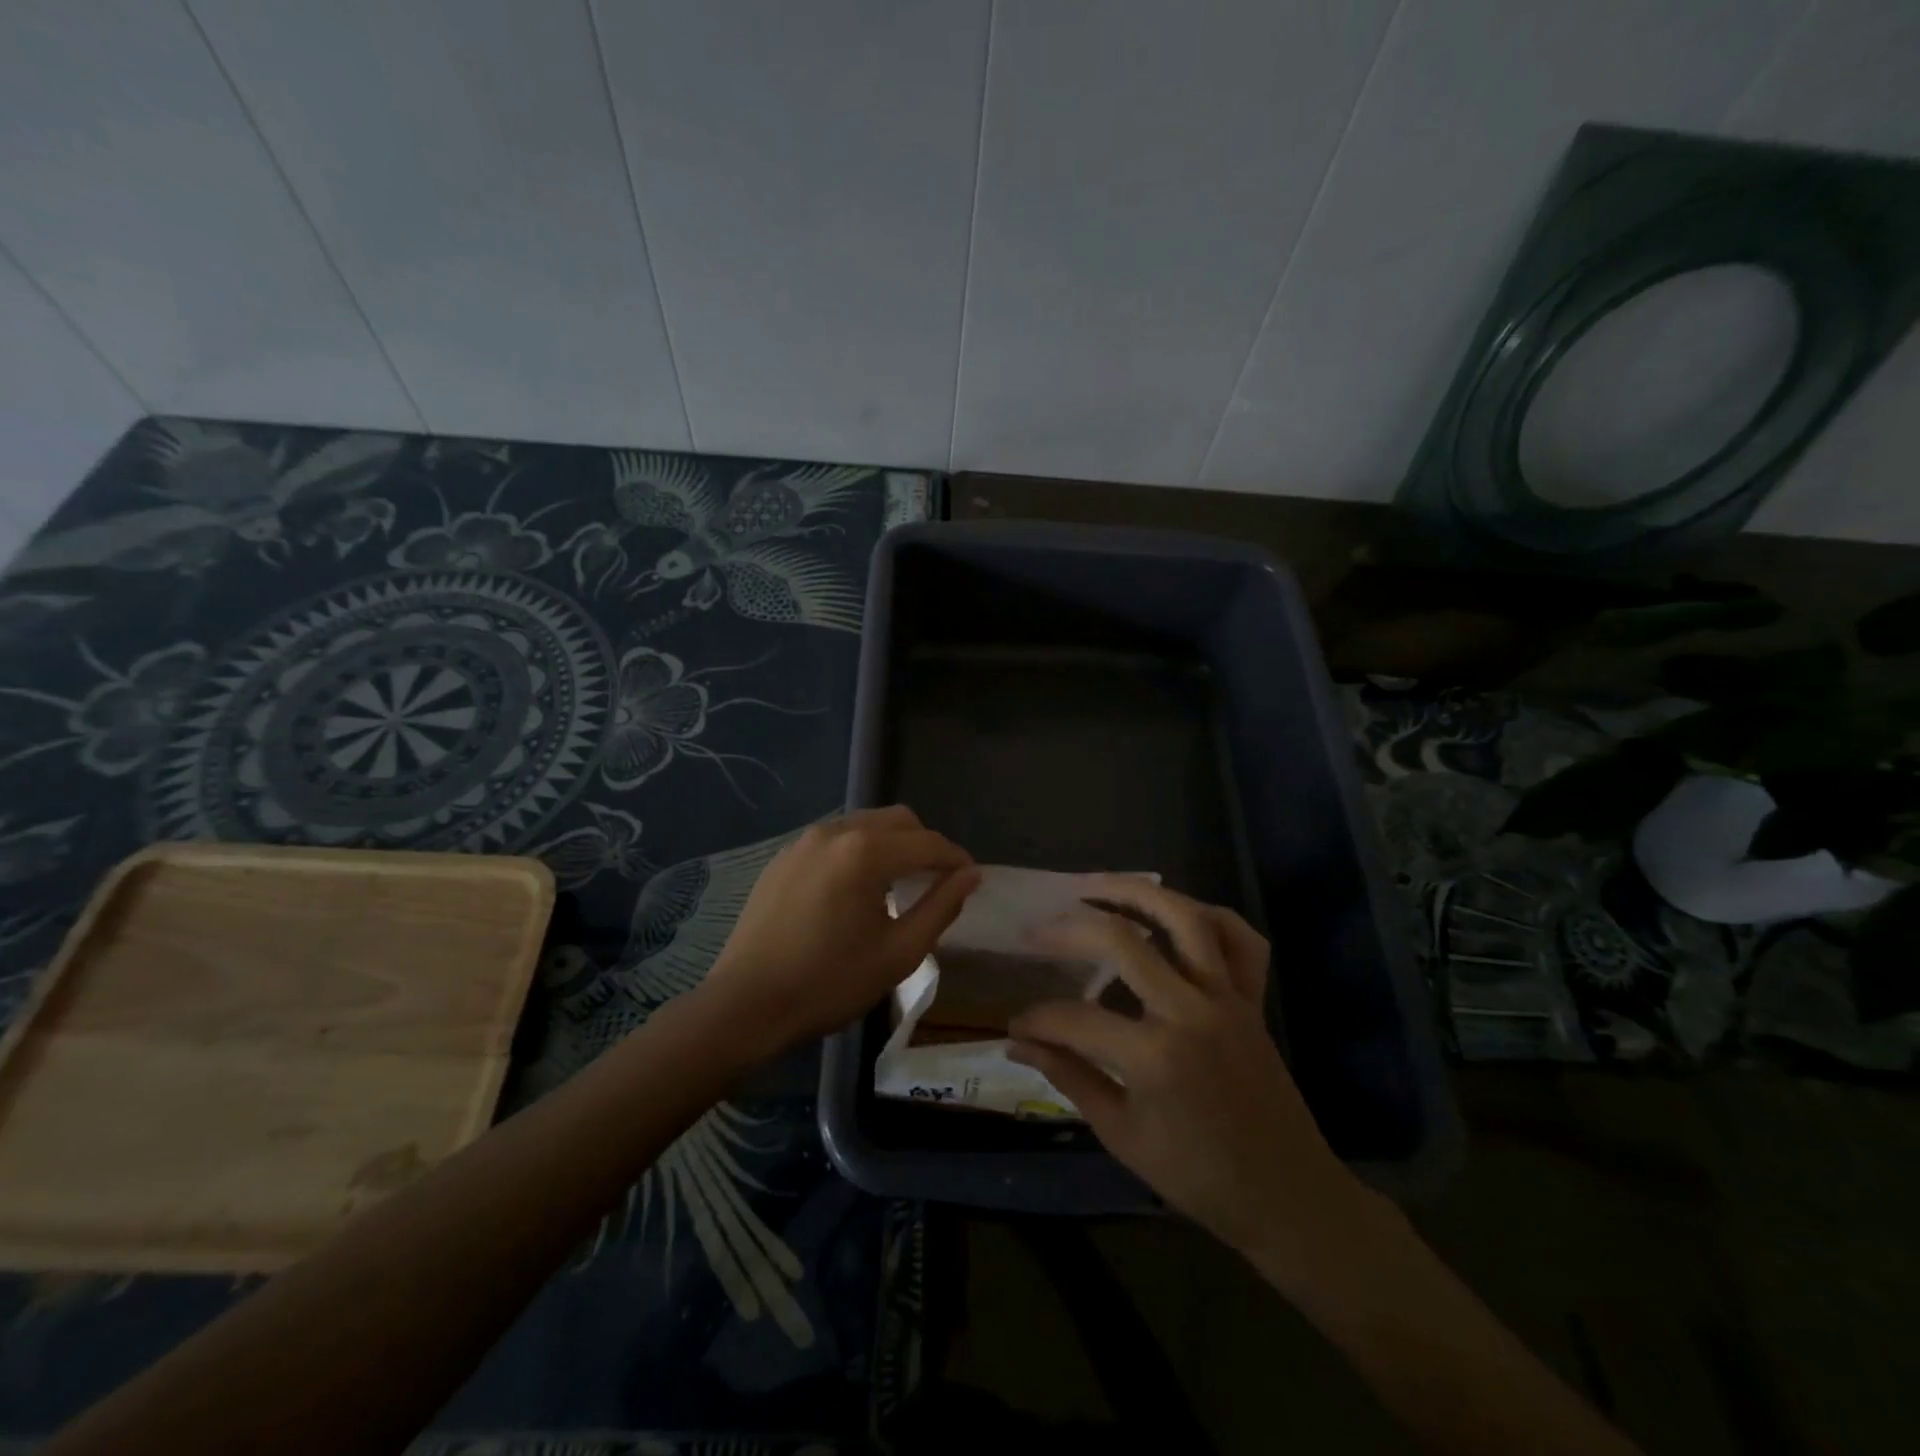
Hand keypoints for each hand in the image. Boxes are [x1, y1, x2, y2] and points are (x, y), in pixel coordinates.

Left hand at [698, 807, 979, 1057]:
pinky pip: (836, 839)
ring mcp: (804, 841)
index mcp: (865, 852)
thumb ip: (940, 907)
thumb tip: (970, 876)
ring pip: (866, 824)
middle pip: (898, 820)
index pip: (928, 843)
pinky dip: (859, 852)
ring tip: (900, 884)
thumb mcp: (898, 953)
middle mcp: (836, 831)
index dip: (956, 859)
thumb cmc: (829, 983)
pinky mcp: (784, 857)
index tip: (972, 879)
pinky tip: (856, 889)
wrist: (745, 1004)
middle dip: (926, 844)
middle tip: (938, 881)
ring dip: (892, 845)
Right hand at [1007, 877, 1362, 1270]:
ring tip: (1096, 885)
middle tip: (1036, 929)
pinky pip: (1241, 940)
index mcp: (1154, 1055)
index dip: (1037, 1019)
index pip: (1075, 1018)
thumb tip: (1017, 1044)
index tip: (1017, 1024)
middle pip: (1122, 940)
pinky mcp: (1253, 999)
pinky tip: (1177, 915)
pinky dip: (1210, 917)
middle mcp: (1191, 1011)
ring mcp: (1227, 998)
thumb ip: (1069, 1077)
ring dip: (1137, 892)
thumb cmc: (1198, 1176)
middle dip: (1069, 929)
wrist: (1287, 1196)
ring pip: (1185, 918)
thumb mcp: (1121, 1134)